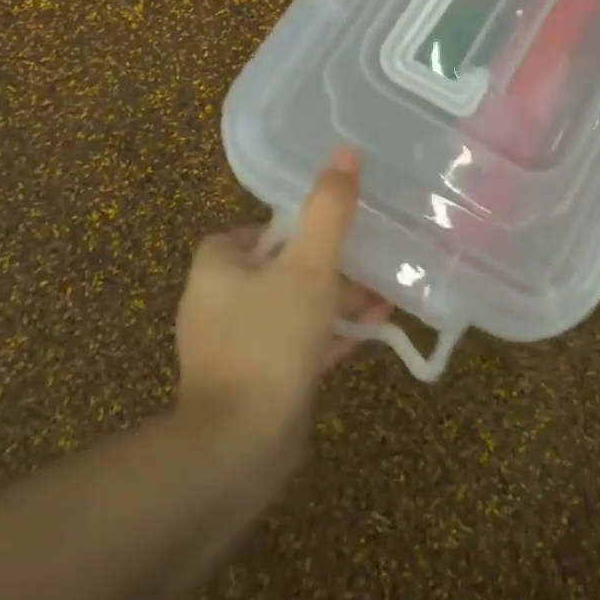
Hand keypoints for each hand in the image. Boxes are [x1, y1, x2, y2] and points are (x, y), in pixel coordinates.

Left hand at [175, 148, 391, 436]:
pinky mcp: (254, 380)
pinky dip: (328, 335)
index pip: (251, 230)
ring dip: (334, 301)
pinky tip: (368, 334)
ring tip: (382, 298)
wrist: (241, 447)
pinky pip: (295, 344)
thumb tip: (345, 153)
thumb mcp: (309, 266)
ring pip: (291, 307)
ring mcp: (234, 346)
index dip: (291, 226)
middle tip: (368, 262)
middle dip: (326, 264)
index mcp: (217, 268)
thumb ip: (329, 210)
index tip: (330, 229)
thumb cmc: (271, 340)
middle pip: (278, 268)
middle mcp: (217, 303)